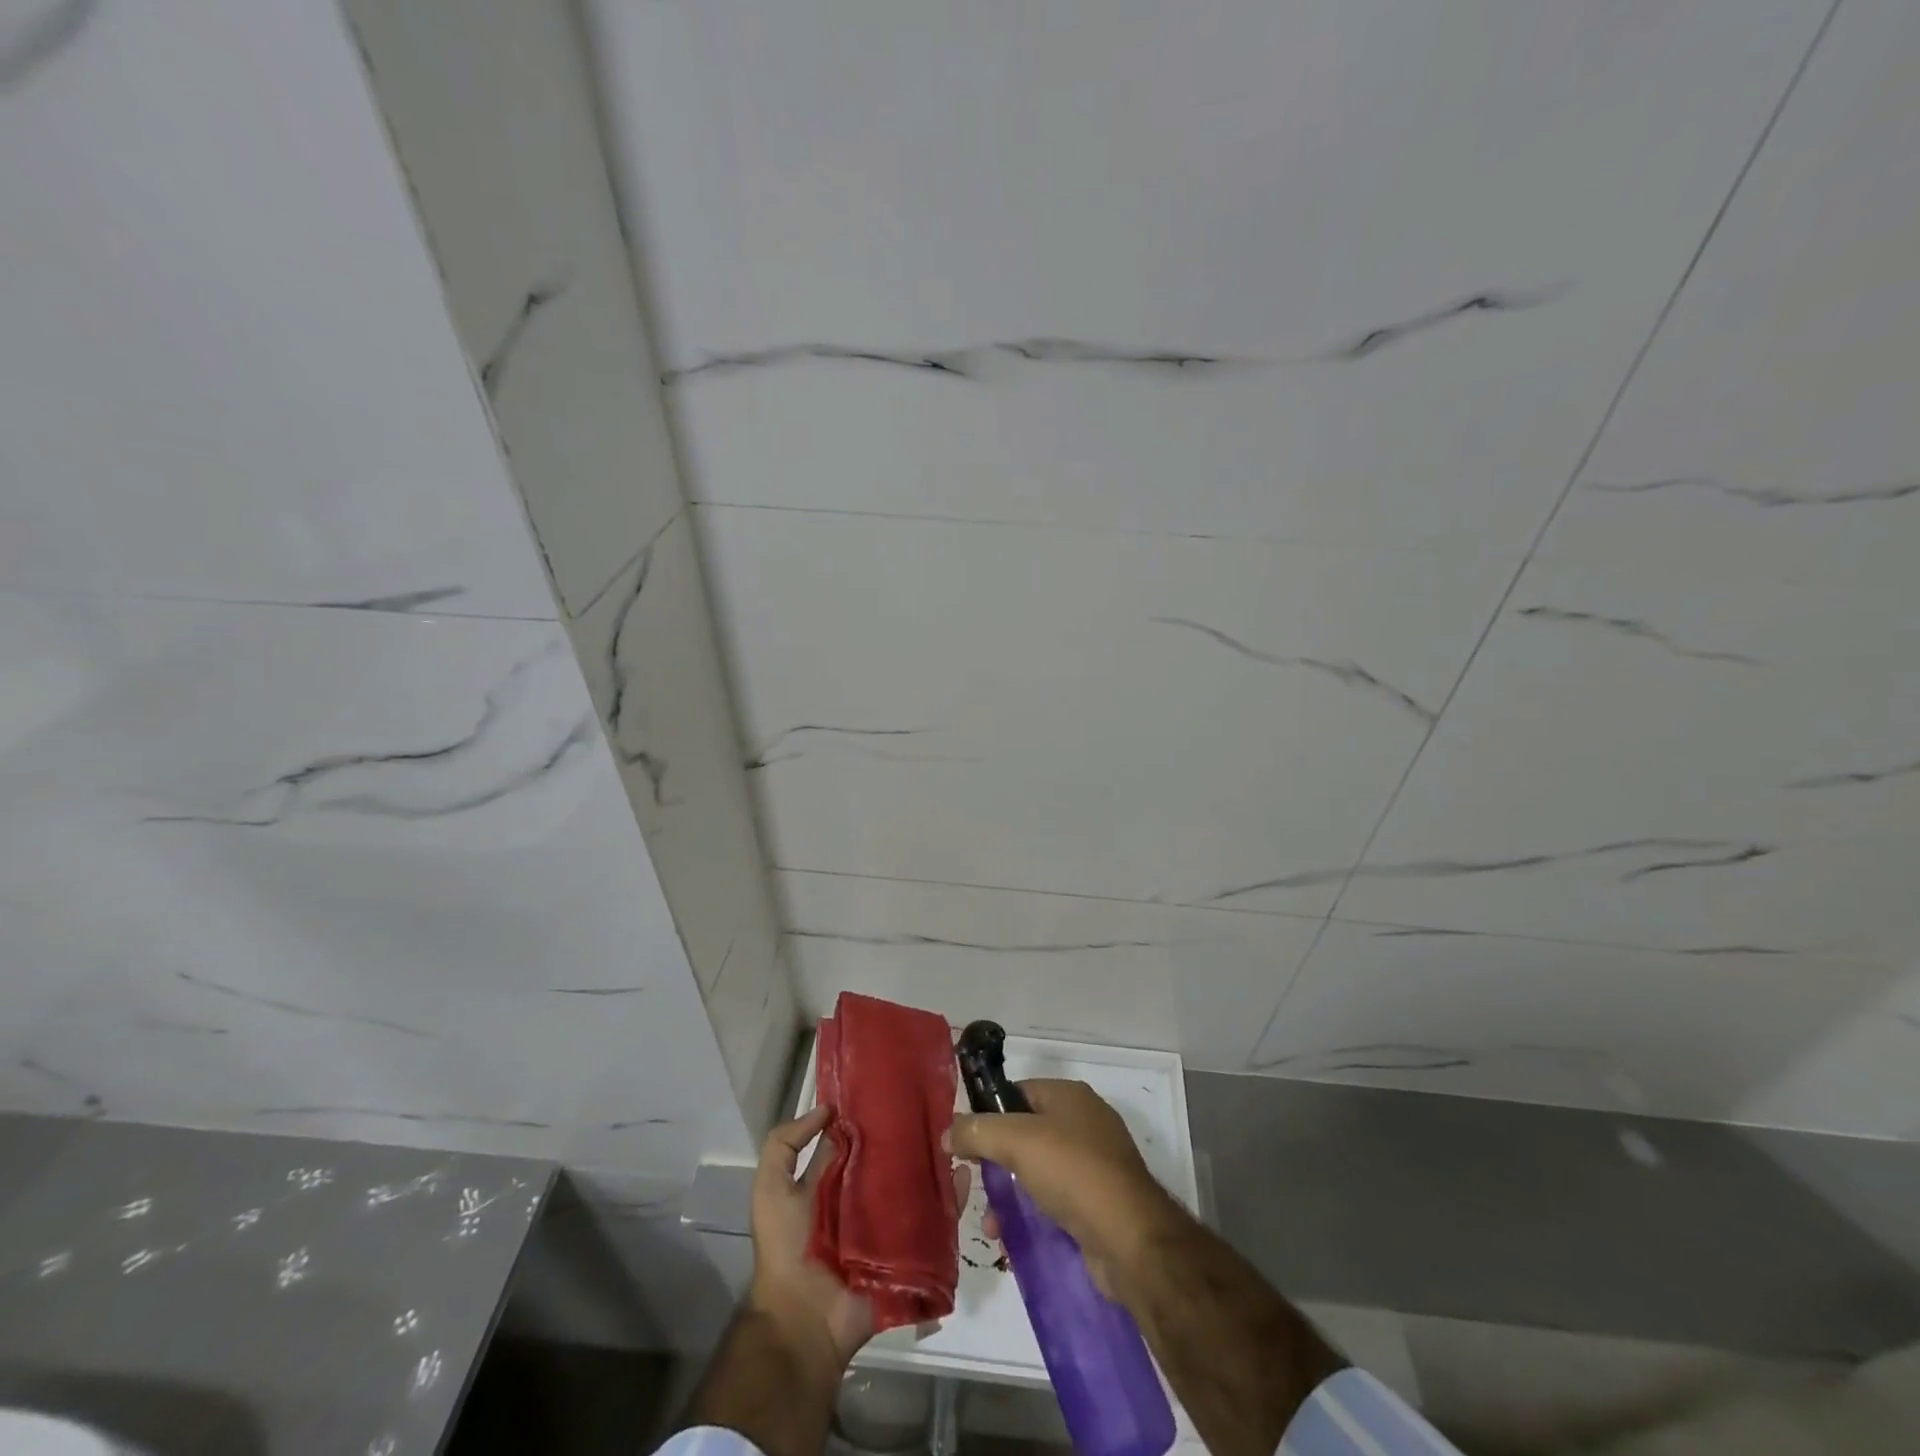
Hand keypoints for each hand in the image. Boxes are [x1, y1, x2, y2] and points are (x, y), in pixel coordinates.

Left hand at [748, 1105, 971, 1374]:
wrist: (803, 1322)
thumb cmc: (786, 1248)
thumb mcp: (770, 1189)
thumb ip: (785, 1144)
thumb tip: (827, 1108)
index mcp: (834, 1179)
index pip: (859, 1138)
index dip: (874, 1113)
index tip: (899, 1085)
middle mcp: (864, 1196)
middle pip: (893, 1159)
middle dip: (913, 1136)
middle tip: (939, 1107)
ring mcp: (889, 1223)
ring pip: (919, 1185)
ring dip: (937, 1164)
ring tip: (958, 1136)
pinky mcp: (909, 1250)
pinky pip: (936, 1222)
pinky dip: (952, 1201)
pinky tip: (966, 1176)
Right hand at [945, 1078, 1181, 1297]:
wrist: (1131, 1240)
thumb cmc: (1073, 1172)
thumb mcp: (1016, 1141)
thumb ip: (977, 1131)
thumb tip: (948, 1130)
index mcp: (1070, 1096)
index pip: (1018, 1092)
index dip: (989, 1113)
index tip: (964, 1141)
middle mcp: (1084, 1123)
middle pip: (1025, 1133)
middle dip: (996, 1160)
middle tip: (972, 1184)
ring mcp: (1094, 1164)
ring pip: (1037, 1170)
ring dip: (1009, 1193)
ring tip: (990, 1224)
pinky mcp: (1098, 1203)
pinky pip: (1053, 1200)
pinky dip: (1030, 1214)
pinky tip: (1011, 1238)